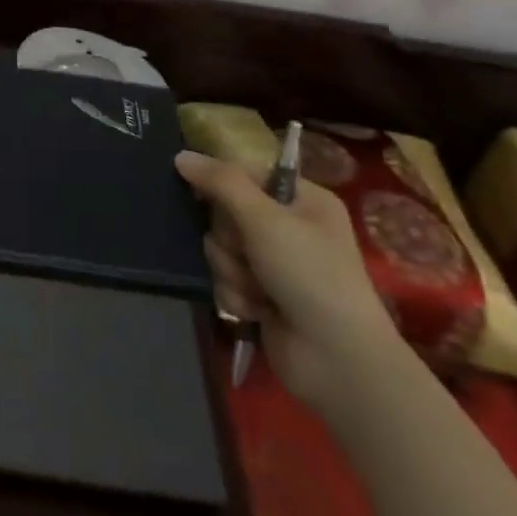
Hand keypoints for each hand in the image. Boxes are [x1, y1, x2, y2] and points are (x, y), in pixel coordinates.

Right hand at [176, 149, 398, 404]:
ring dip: (232, 271)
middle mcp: (289, 226)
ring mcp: (275, 263)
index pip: (245, 173)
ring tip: (258, 291)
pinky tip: (259, 311)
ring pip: (221, 249)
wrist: (336, 359)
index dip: (220, 183)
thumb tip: (180, 156)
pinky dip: (238, 295)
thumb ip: (220, 183)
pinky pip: (226, 279)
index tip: (199, 194)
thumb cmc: (309, 274)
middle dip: (230, 239)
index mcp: (302, 199)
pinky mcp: (262, 295)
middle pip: (226, 213)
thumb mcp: (265, 219)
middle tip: (248, 253)